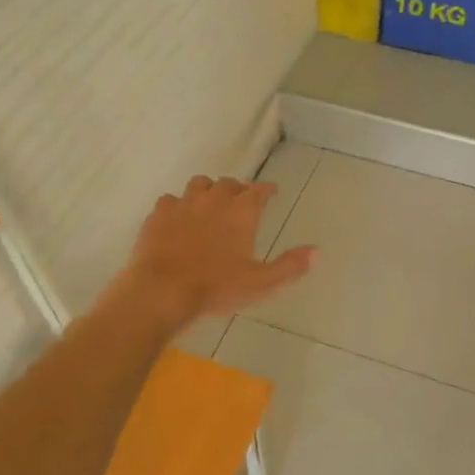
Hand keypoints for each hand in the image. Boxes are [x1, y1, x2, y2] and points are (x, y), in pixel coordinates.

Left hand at [114, 176, 315, 327]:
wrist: (163, 290)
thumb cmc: (216, 288)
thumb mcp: (261, 283)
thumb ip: (290, 266)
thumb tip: (316, 251)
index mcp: (242, 212)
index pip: (259, 190)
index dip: (267, 189)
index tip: (271, 192)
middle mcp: (214, 199)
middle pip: (229, 183)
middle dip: (238, 189)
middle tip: (241, 200)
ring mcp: (183, 203)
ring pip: (199, 184)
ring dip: (208, 190)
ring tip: (210, 202)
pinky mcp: (158, 214)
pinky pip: (171, 200)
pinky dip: (178, 205)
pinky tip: (178, 217)